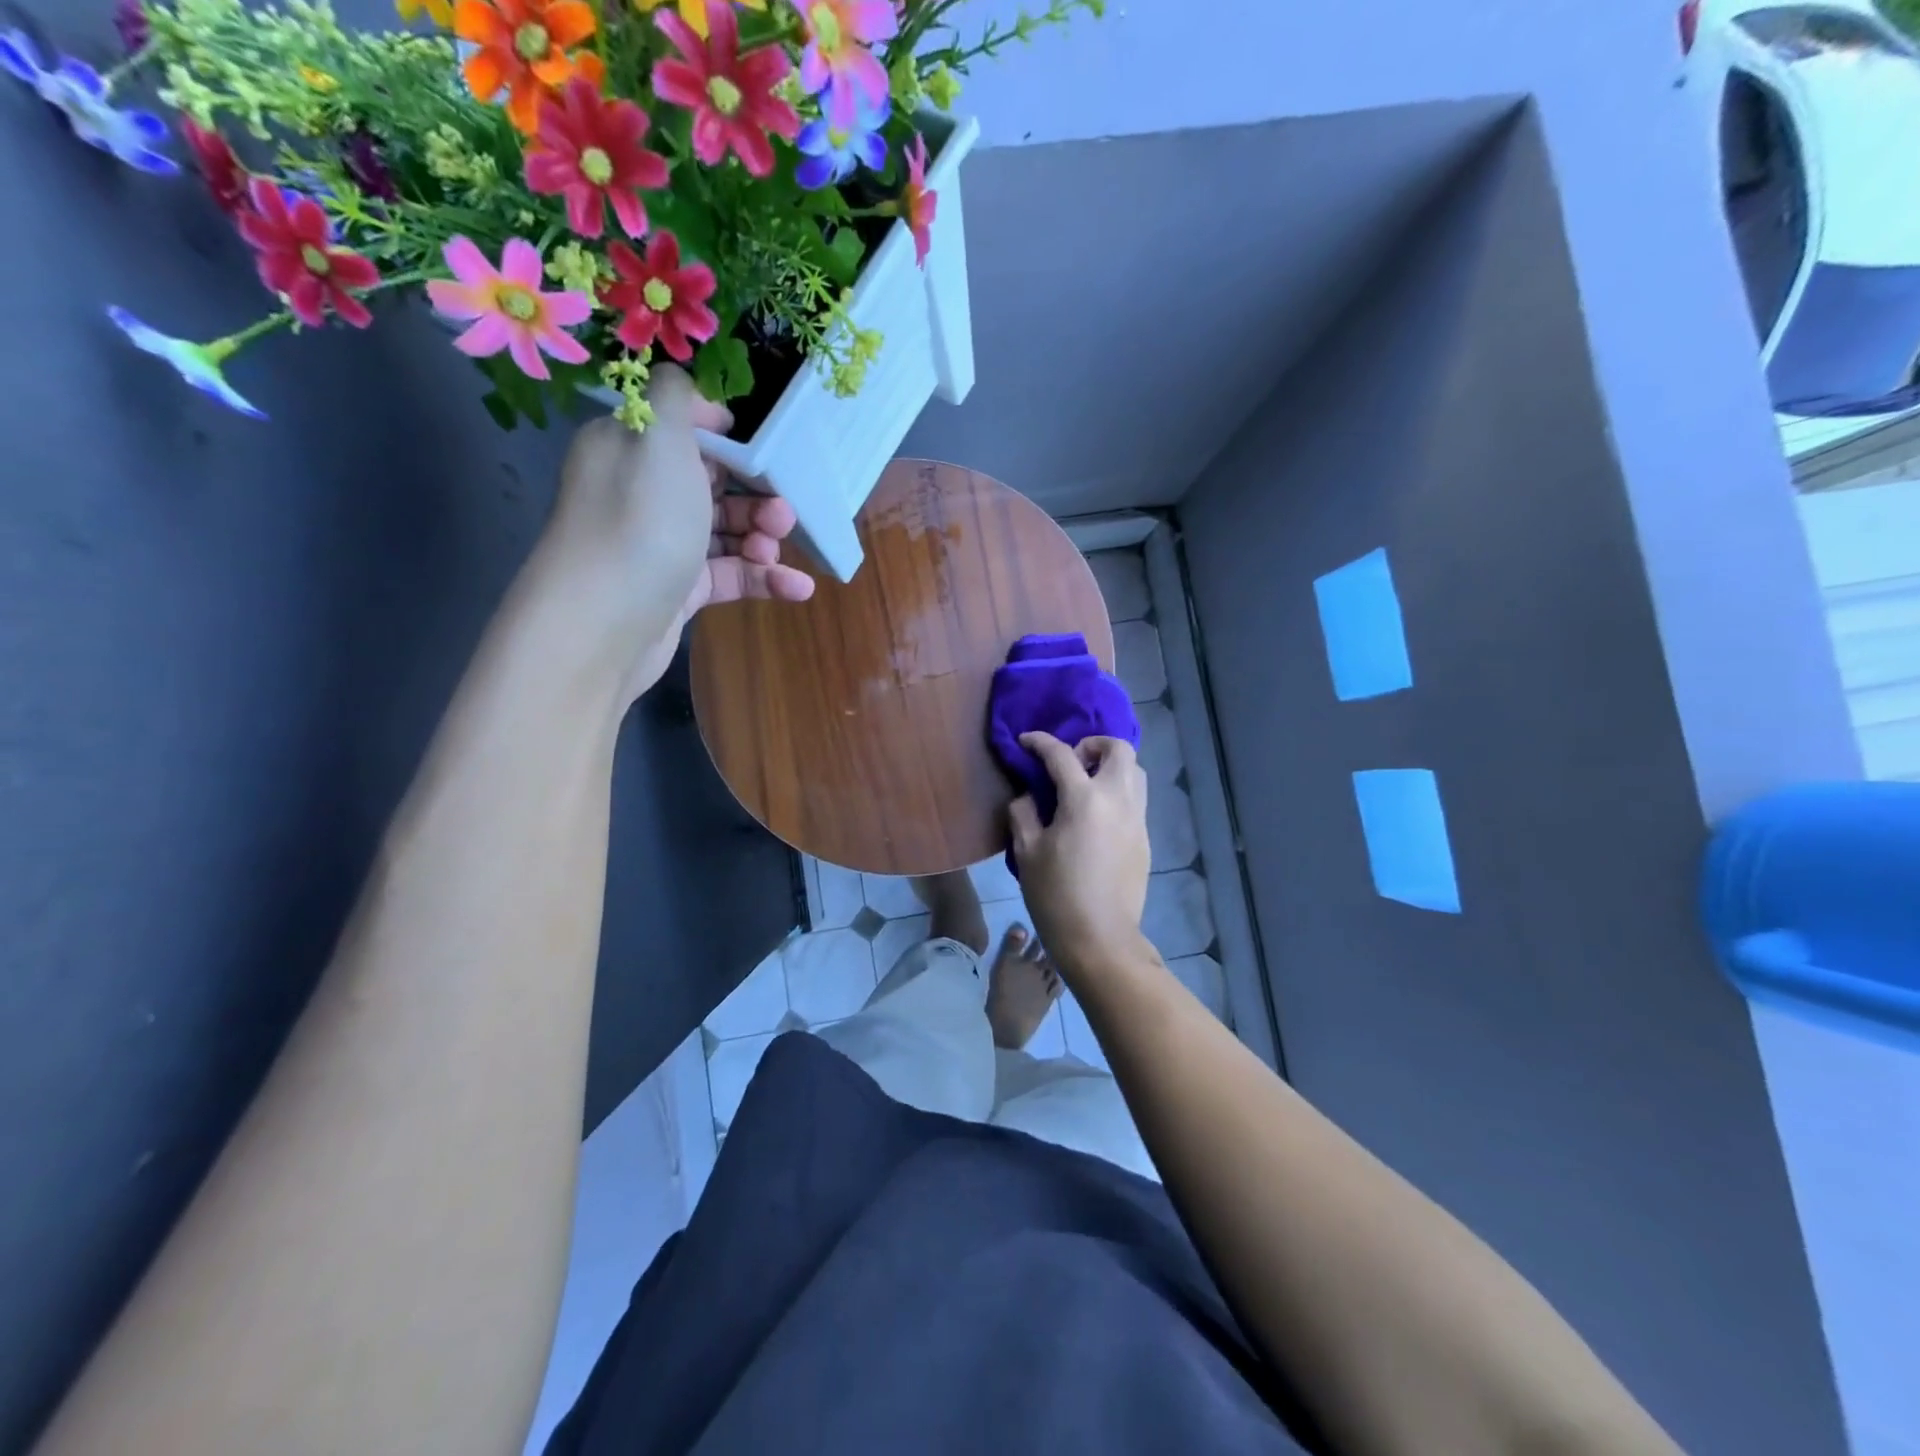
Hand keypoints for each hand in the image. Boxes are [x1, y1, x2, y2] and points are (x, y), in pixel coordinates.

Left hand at [530, 365, 814, 702]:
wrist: (602, 625)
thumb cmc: (639, 523)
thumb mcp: (659, 439)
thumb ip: (676, 396)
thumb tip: (694, 390)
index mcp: (630, 448)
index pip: (688, 431)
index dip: (733, 441)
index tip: (770, 455)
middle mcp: (642, 492)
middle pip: (715, 483)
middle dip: (757, 496)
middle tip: (785, 514)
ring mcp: (661, 544)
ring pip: (726, 532)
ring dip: (763, 538)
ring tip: (778, 552)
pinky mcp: (679, 590)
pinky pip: (729, 575)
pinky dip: (763, 579)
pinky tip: (797, 589)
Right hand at [1009, 733, 1152, 978]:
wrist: (1100, 938)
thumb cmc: (1055, 894)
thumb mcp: (1027, 852)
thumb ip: (1024, 813)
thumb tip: (1028, 796)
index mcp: (1084, 799)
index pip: (1061, 754)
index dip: (1040, 742)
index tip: (1025, 741)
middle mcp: (1118, 799)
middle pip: (1118, 749)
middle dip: (1093, 745)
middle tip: (1070, 763)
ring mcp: (1137, 819)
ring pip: (1135, 771)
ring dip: (1111, 766)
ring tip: (1086, 786)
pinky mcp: (1145, 838)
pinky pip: (1136, 799)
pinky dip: (1118, 792)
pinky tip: (1097, 816)